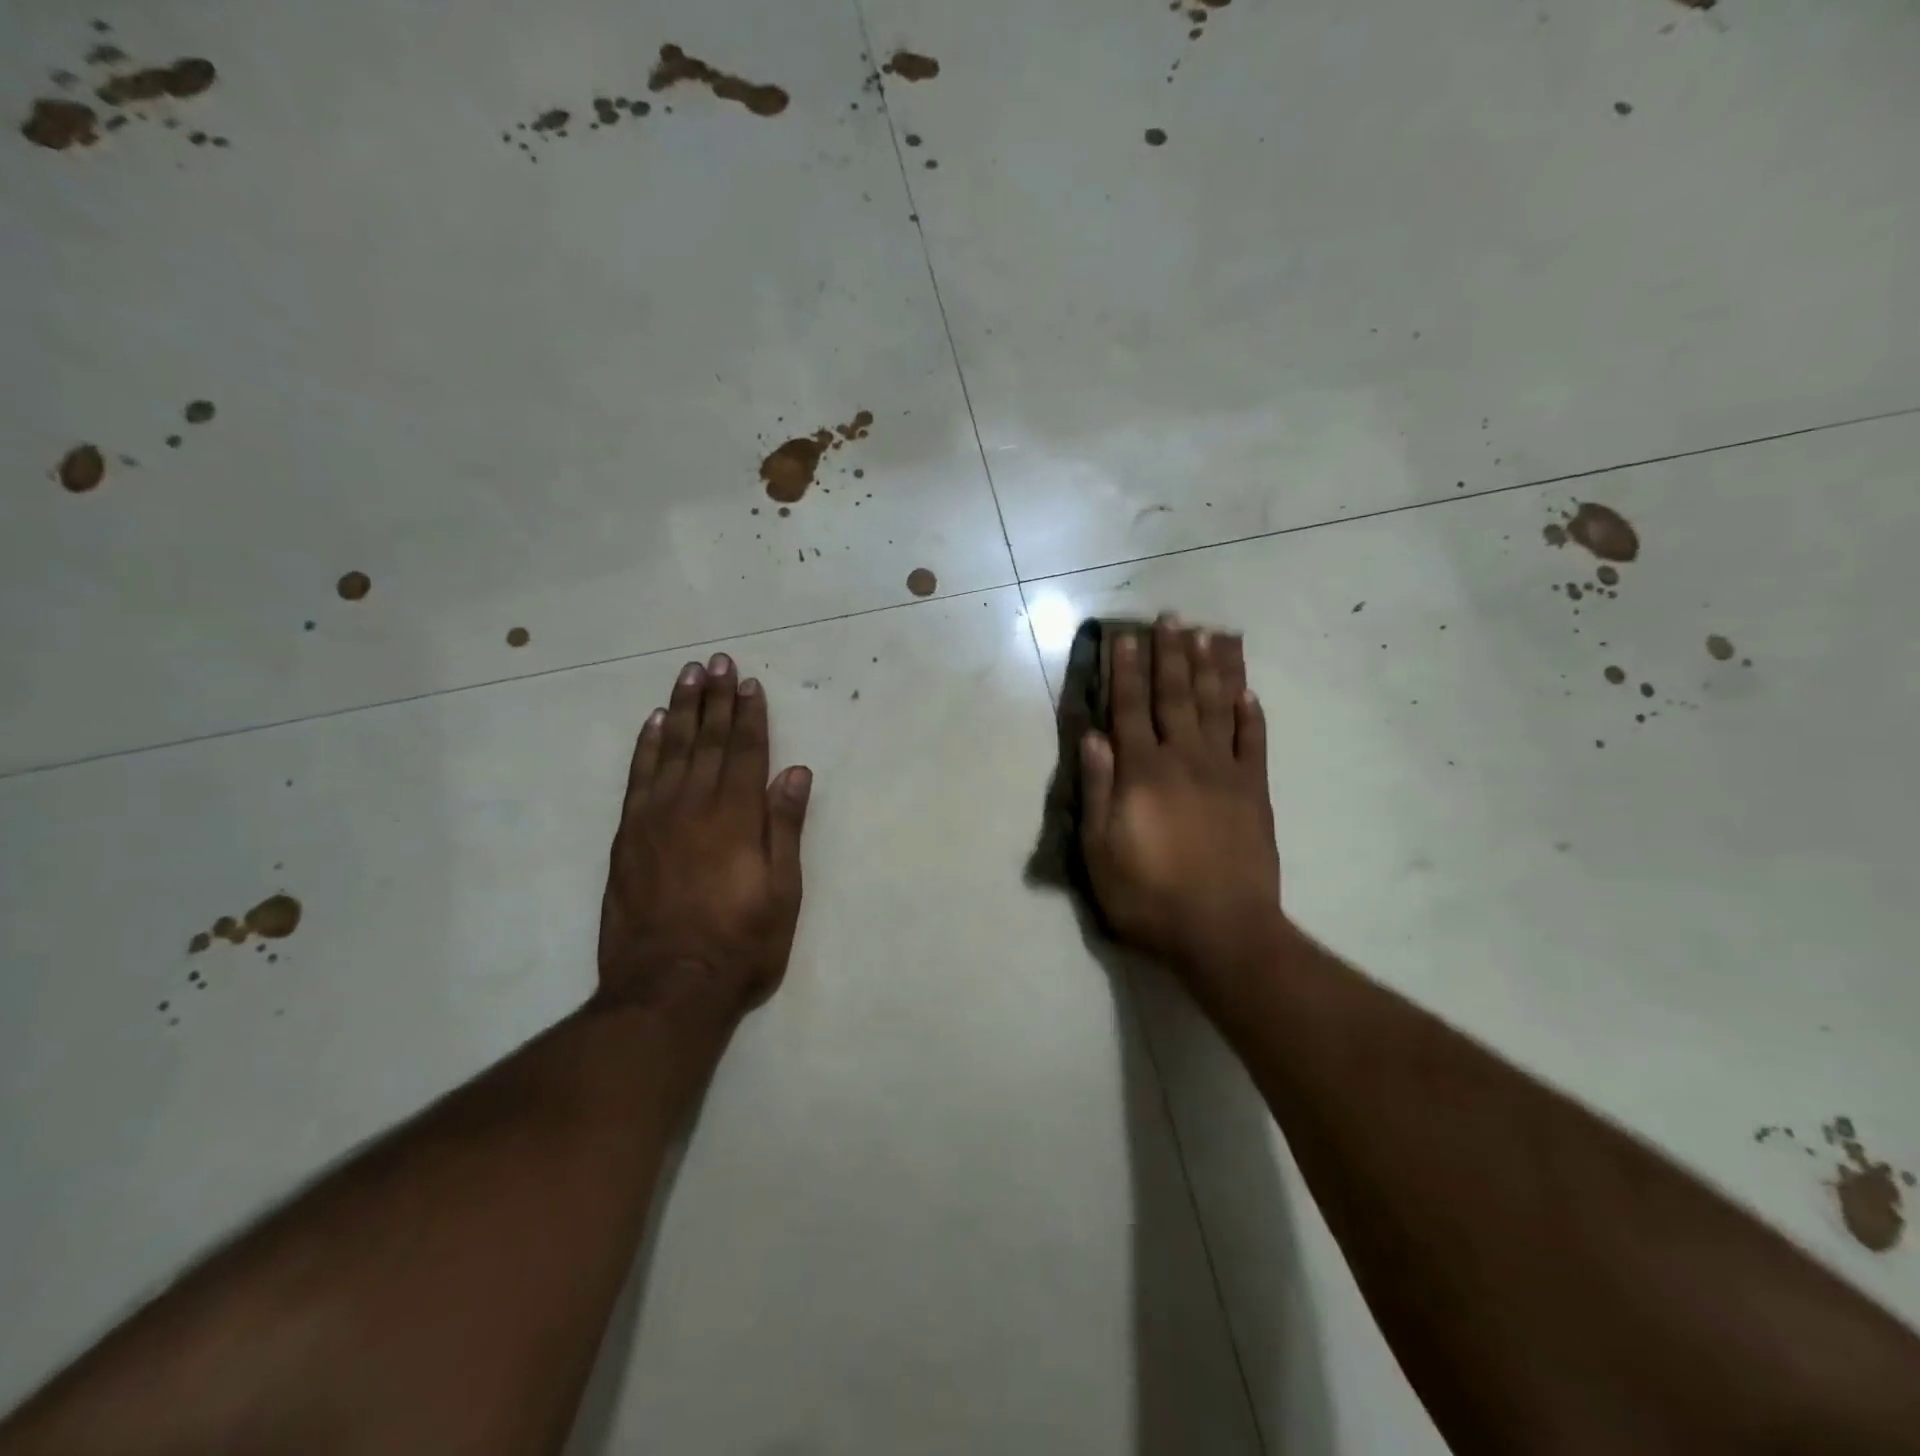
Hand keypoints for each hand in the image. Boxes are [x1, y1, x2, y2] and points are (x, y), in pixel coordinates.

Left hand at [597, 654, 811, 1016]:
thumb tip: (794, 773)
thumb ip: (784, 828)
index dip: (750, 716)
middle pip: (708, 741)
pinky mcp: (627, 837)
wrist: (668, 988)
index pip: (745, 752)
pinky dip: (646, 746)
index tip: (750, 684)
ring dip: (682, 710)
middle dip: (716, 699)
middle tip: (718, 662)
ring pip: (671, 750)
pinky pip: (637, 778)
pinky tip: (653, 723)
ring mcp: (655, 819)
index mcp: (736, 818)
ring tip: (689, 676)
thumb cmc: (741, 944)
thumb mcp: (782, 892)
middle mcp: (694, 807)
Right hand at [1080, 617, 1280, 1003]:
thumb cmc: (1148, 896)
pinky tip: (1249, 692)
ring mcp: (1225, 772)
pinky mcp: (1255, 792)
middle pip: (1176, 695)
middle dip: (1171, 654)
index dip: (1125, 670)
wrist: (1222, 931)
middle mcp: (1184, 759)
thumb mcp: (1099, 851)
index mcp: (1142, 773)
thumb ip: (1097, 790)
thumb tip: (1093, 738)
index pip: (1129, 708)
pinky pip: (1255, 743)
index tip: (1125, 636)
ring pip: (1218, 707)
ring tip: (1210, 634)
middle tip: (1171, 617)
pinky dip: (1252, 714)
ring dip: (1213, 668)